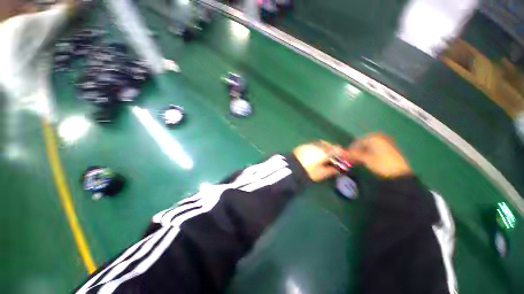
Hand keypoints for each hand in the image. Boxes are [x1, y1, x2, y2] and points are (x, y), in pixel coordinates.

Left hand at [293, 141, 344, 181]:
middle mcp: (318, 145)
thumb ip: (331, 170)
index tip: (345, 157)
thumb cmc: (308, 171)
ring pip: (322, 144)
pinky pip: (314, 145)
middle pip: (329, 145)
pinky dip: (318, 148)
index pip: (337, 150)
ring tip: (326, 155)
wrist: (291, 167)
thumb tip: (338, 170)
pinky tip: (317, 153)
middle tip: (336, 156)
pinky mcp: (303, 145)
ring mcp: (310, 144)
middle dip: (334, 150)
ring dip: (326, 148)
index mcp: (325, 152)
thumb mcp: (321, 173)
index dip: (342, 153)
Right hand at [344, 133, 411, 177]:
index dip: (351, 148)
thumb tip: (342, 153)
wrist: (399, 174)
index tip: (347, 155)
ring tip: (359, 160)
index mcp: (374, 138)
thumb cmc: (380, 164)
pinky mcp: (390, 151)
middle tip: (352, 157)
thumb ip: (353, 155)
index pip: (358, 141)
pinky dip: (370, 154)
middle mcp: (380, 138)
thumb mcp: (364, 159)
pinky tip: (368, 160)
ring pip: (370, 147)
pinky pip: (376, 150)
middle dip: (357, 150)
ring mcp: (386, 144)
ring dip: (363, 152)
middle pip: (364, 143)